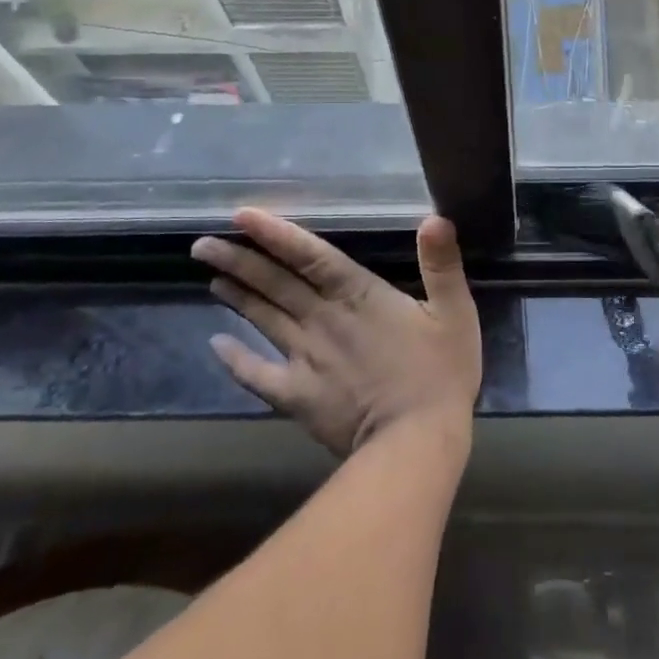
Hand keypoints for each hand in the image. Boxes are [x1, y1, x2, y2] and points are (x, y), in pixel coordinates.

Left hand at [193, 209, 481, 456]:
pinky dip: (236, 360)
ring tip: (211, 276)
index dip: (276, 234)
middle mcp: (323, 320)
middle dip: (240, 260)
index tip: (241, 216)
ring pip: (263, 320)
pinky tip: (216, 346)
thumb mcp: (455, 312)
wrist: (415, 442)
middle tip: (202, 244)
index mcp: (359, 295)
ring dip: (237, 296)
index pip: (310, 256)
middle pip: (275, 284)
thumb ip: (442, 264)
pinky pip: (258, 375)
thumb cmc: (441, 373)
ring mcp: (305, 359)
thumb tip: (435, 217)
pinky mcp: (298, 396)